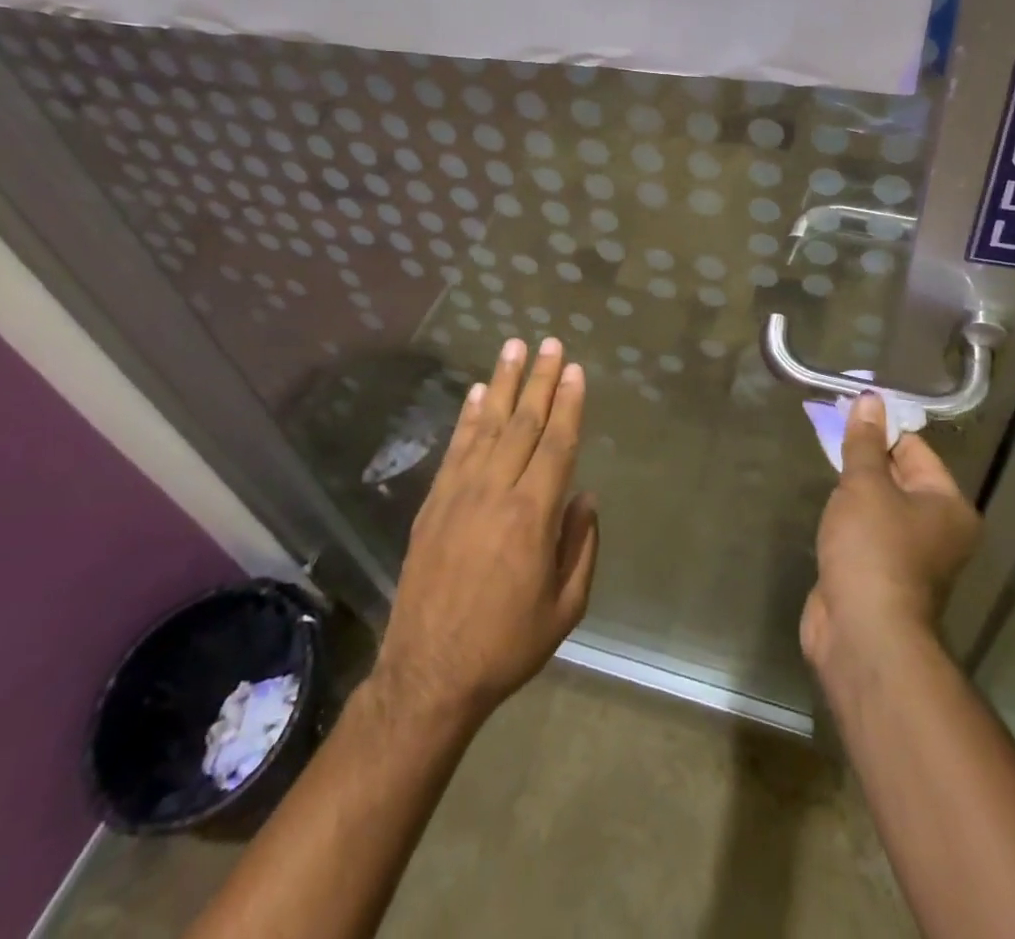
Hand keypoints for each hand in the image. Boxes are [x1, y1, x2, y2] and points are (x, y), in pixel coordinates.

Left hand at [375, 337, 598, 725]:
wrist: (429, 673)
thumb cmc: (506, 644)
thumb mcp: (564, 608)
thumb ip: (581, 547)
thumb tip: (585, 498)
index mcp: (532, 516)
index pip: (557, 444)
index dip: (568, 404)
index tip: (574, 370)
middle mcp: (495, 492)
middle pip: (523, 423)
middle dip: (539, 379)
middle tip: (549, 342)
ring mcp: (459, 493)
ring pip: (486, 425)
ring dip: (501, 383)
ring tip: (513, 348)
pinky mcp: (433, 503)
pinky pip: (455, 448)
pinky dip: (466, 417)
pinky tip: (475, 394)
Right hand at [801, 393, 979, 675]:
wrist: (862, 632)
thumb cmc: (873, 548)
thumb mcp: (865, 484)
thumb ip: (864, 442)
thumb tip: (870, 399)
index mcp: (948, 505)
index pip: (915, 449)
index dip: (882, 428)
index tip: (847, 411)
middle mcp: (938, 530)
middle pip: (900, 476)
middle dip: (866, 456)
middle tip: (829, 430)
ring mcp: (910, 556)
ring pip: (880, 506)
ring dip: (854, 490)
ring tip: (825, 463)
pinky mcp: (882, 575)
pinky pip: (866, 533)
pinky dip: (848, 519)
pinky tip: (827, 509)